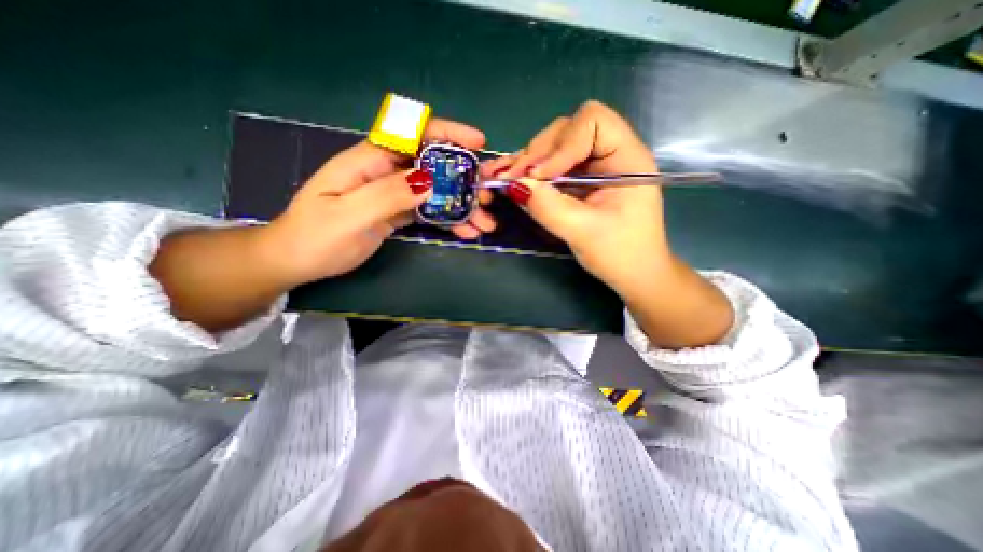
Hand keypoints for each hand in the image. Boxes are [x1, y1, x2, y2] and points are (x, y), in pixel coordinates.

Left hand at [260, 119, 491, 287]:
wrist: (298, 260)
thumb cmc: (316, 237)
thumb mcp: (350, 215)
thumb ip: (388, 194)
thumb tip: (429, 180)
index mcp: (369, 161)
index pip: (413, 135)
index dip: (447, 134)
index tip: (477, 143)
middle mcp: (385, 172)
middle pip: (432, 165)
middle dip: (463, 179)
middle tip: (487, 197)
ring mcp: (394, 193)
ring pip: (435, 191)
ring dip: (462, 205)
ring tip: (483, 223)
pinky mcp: (398, 212)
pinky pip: (429, 211)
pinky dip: (449, 220)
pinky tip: (465, 231)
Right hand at [481, 99, 664, 297]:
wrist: (633, 273)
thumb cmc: (620, 255)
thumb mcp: (583, 232)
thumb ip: (549, 207)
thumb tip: (514, 184)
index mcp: (626, 159)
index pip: (592, 122)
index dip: (561, 145)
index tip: (540, 176)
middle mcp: (609, 154)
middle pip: (567, 131)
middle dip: (537, 153)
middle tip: (512, 178)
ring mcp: (593, 167)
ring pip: (554, 147)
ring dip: (527, 162)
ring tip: (504, 178)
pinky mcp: (580, 181)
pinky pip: (552, 167)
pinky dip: (530, 174)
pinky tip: (512, 181)